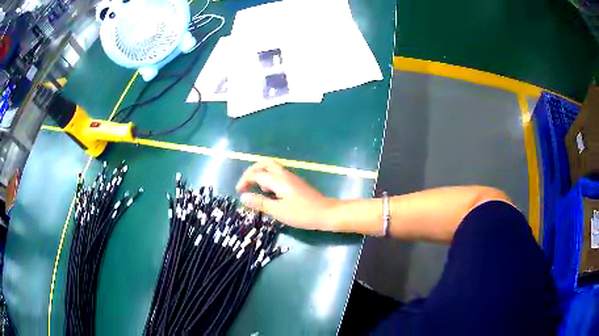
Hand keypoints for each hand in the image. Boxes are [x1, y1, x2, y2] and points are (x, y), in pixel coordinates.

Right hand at [236, 160, 336, 230]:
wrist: (326, 213)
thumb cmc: (302, 213)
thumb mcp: (278, 211)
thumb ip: (260, 203)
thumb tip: (243, 197)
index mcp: (278, 180)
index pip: (256, 173)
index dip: (245, 180)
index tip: (239, 191)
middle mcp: (284, 174)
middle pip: (265, 163)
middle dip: (252, 171)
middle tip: (246, 183)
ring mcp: (291, 178)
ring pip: (272, 168)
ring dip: (261, 174)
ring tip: (257, 189)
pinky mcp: (295, 183)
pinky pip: (278, 175)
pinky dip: (269, 179)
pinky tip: (270, 193)